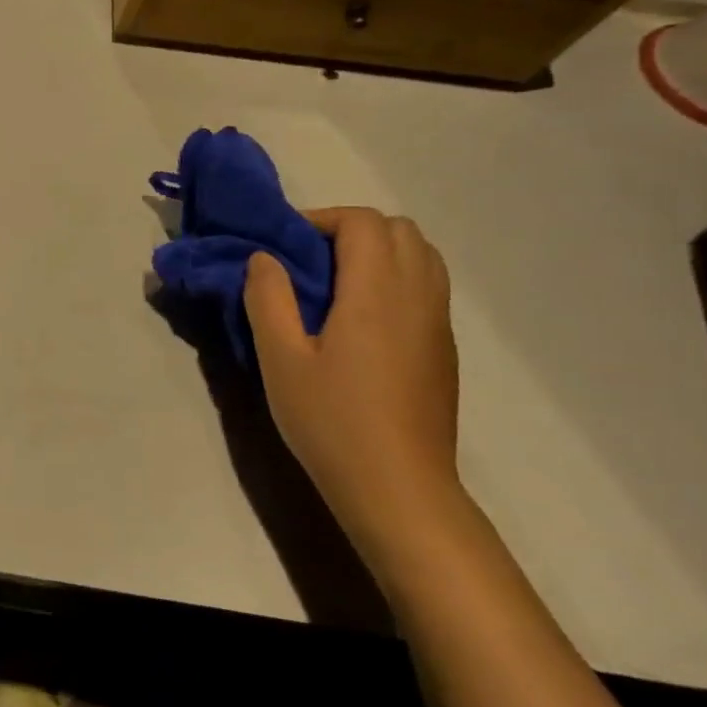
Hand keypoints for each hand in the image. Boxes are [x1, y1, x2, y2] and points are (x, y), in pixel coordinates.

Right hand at [243, 208, 466, 575]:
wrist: (397, 486)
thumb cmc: (330, 420)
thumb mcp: (280, 359)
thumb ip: (268, 298)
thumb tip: (264, 258)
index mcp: (376, 293)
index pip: (363, 223)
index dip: (321, 220)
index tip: (285, 245)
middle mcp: (417, 296)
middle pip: (399, 230)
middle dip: (350, 230)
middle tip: (307, 261)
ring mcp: (437, 323)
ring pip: (421, 256)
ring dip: (377, 252)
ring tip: (333, 285)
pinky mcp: (442, 348)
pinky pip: (427, 286)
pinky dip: (395, 278)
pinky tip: (359, 320)